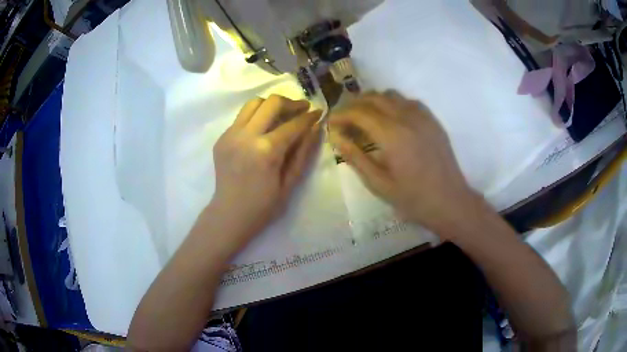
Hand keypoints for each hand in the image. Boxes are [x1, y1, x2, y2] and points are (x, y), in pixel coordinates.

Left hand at [209, 95, 321, 251]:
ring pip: (253, 103)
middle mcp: (246, 136)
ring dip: (271, 105)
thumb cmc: (263, 206)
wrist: (229, 214)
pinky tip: (263, 129)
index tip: (319, 112)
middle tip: (302, 108)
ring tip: (282, 114)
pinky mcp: (222, 138)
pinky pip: (242, 117)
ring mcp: (230, 135)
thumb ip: (303, 152)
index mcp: (266, 151)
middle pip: (271, 103)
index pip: (292, 124)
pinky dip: (256, 116)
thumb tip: (315, 127)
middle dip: (291, 102)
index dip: (309, 117)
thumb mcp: (290, 183)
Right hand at [329, 91, 478, 235]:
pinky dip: (393, 103)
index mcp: (392, 135)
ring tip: (364, 117)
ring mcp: (423, 116)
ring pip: (391, 95)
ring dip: (373, 101)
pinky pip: (408, 101)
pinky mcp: (432, 120)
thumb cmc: (413, 198)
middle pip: (373, 98)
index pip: (359, 112)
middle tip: (344, 119)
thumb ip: (355, 157)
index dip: (341, 114)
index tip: (330, 123)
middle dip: (353, 104)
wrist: (450, 201)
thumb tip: (336, 137)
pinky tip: (390, 118)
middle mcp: (407, 118)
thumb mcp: (379, 184)